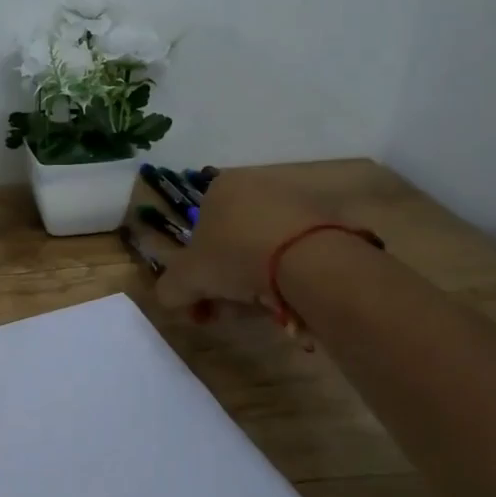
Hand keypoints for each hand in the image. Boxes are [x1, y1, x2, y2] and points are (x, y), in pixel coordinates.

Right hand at [153, 169, 335, 316]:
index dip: (196, 269)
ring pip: (264, 249)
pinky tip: (289, 300)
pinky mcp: (326, 221)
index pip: (199, 229)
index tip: (201, 299)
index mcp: (219, 187)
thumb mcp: (188, 277)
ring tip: (262, 311)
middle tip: (228, 311)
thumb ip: (171, 287)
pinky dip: (288, 276)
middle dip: (226, 280)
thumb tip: (168, 297)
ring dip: (256, 281)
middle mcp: (255, 185)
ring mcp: (294, 200)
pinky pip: (296, 253)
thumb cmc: (236, 256)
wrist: (307, 259)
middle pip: (232, 241)